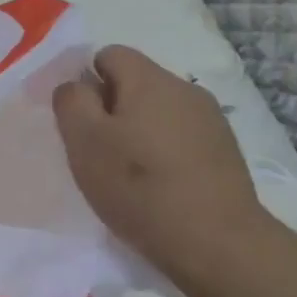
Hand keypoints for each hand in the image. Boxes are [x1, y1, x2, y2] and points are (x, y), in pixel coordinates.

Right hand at [53, 46, 274, 287]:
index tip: (79, 120)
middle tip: (97, 150)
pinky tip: (159, 185)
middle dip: (111, 108)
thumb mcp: (84, 141)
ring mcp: (211, 120)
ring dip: (139, 131)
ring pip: (159, 111)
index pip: (109, 54)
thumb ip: (71, 101)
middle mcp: (185, 88)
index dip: (86, 81)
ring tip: (128, 172)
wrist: (216, 242)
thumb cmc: (139, 186)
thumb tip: (76, 86)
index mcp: (149, 79)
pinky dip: (164, 151)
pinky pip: (181, 136)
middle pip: (136, 82)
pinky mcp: (225, 151)